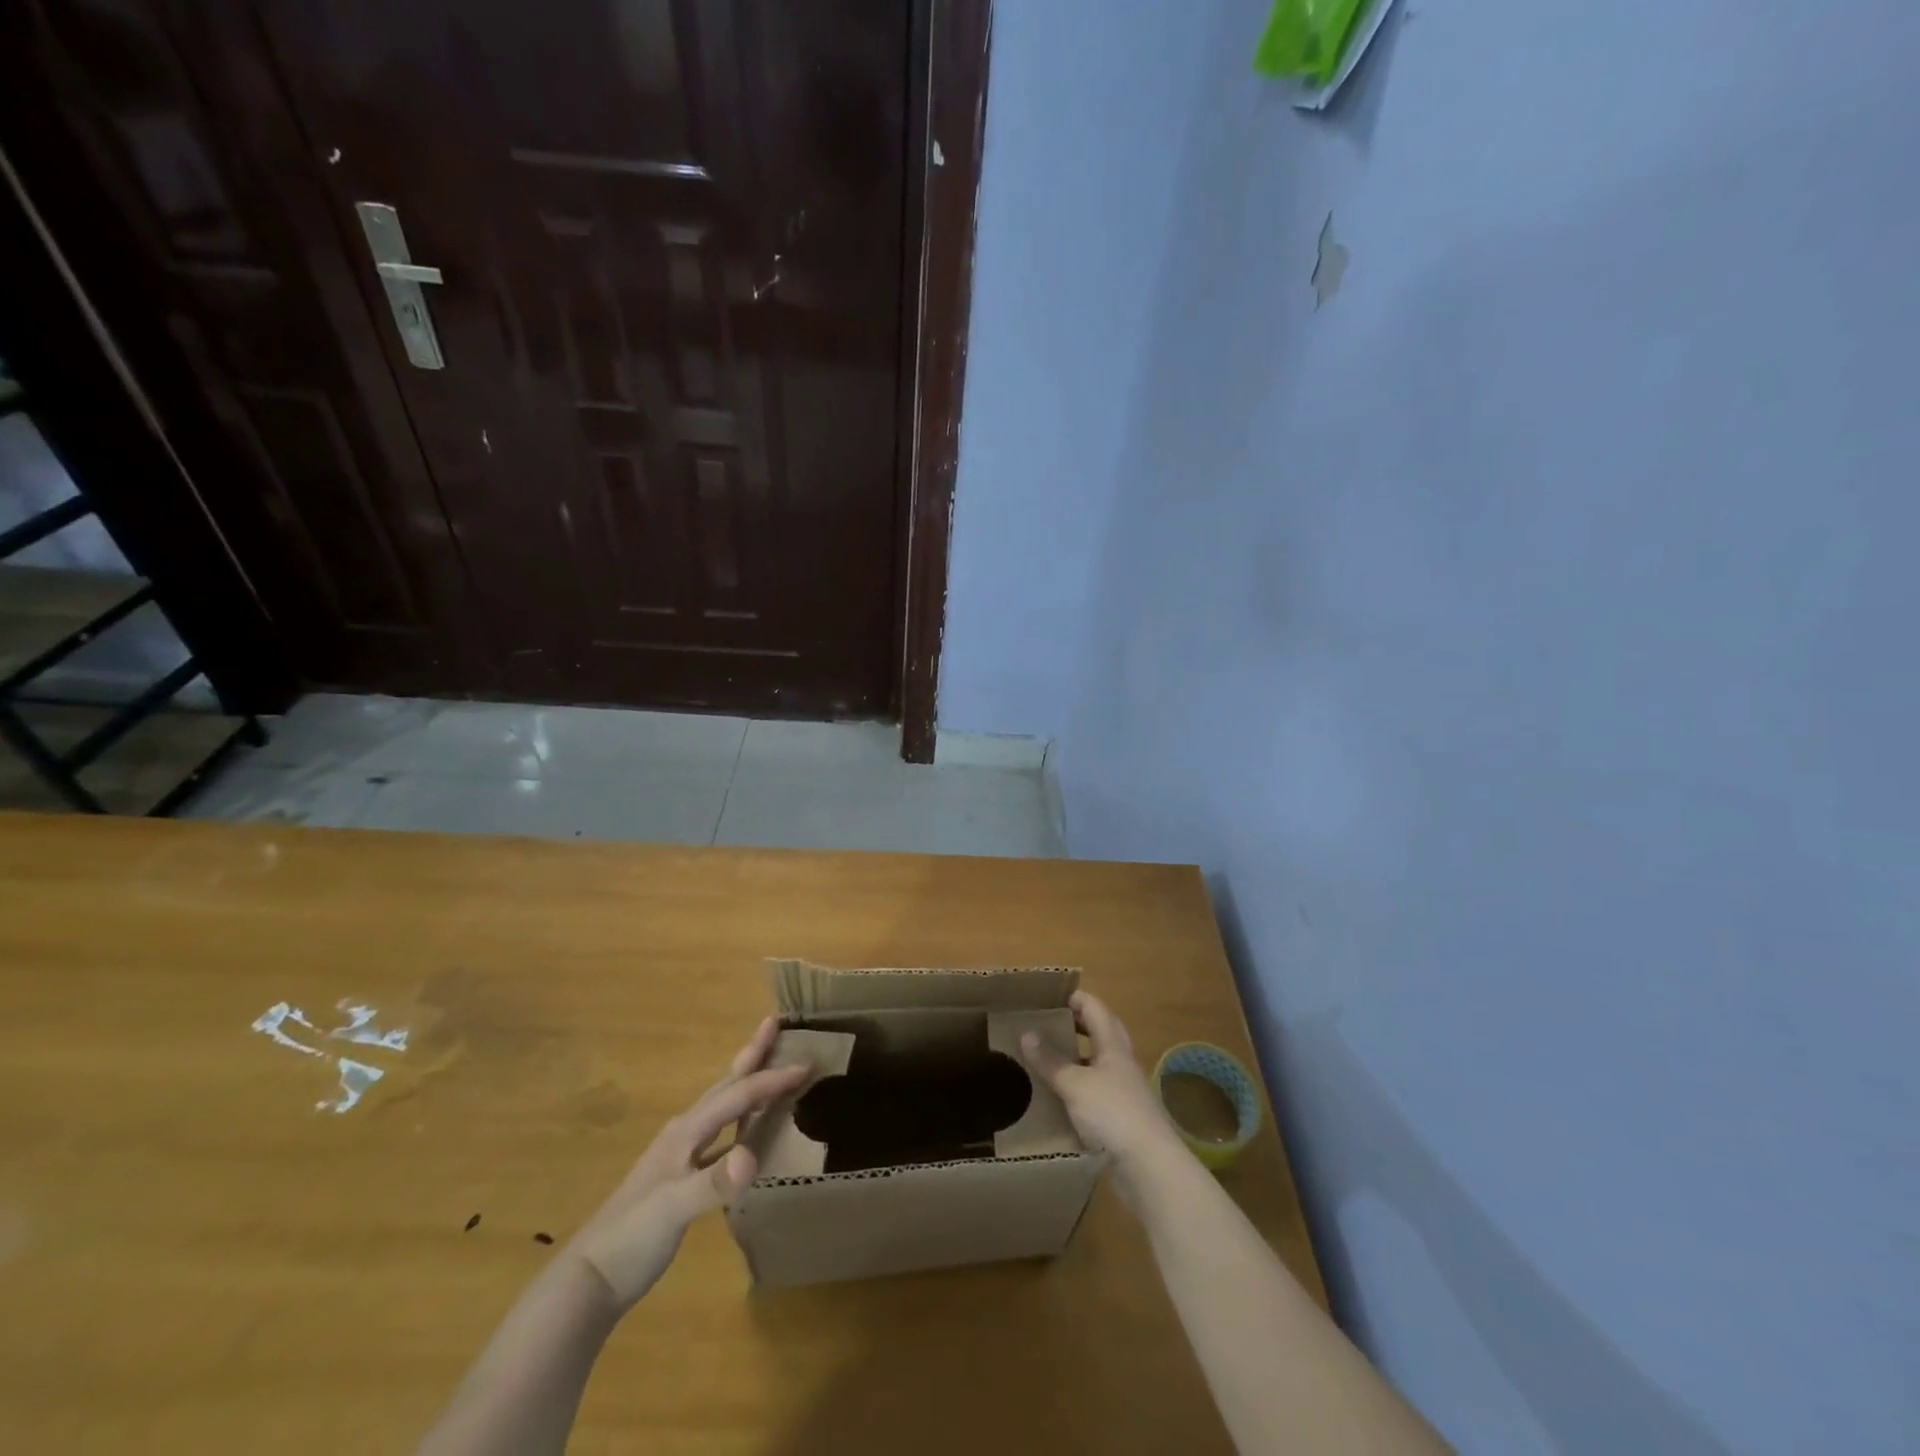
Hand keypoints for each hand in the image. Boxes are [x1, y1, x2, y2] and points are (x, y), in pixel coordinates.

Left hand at [568, 1016, 806, 1310]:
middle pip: (726, 1086)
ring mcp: (681, 1155)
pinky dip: (739, 1122)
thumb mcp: (673, 1210)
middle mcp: (685, 1133)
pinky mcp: (682, 1178)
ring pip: (722, 1107)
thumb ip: (712, 1183)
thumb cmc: (631, 1238)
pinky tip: (748, 1135)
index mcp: (686, 1132)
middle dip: (752, 1056)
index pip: (737, 1096)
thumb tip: (752, 1153)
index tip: (807, 1064)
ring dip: (746, 1083)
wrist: (589, 1280)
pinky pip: (720, 1135)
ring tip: (766, 1065)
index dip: (772, 1080)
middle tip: (774, 1024)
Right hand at [1018, 991, 1182, 1174]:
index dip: (1075, 998)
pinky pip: (1096, 1091)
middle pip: (1101, 1032)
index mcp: (1113, 1045)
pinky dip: (1079, 1087)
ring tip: (1049, 1058)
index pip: (1095, 1008)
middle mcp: (1121, 1062)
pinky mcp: (1121, 1117)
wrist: (1148, 1166)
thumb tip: (1026, 1033)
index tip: (1049, 997)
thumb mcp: (1074, 1084)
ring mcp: (1124, 1090)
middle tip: (1048, 1024)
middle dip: (1076, 1024)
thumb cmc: (1112, 1112)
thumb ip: (1050, 1060)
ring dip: (1077, 1057)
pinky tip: (1060, 1097)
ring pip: (1098, 1063)